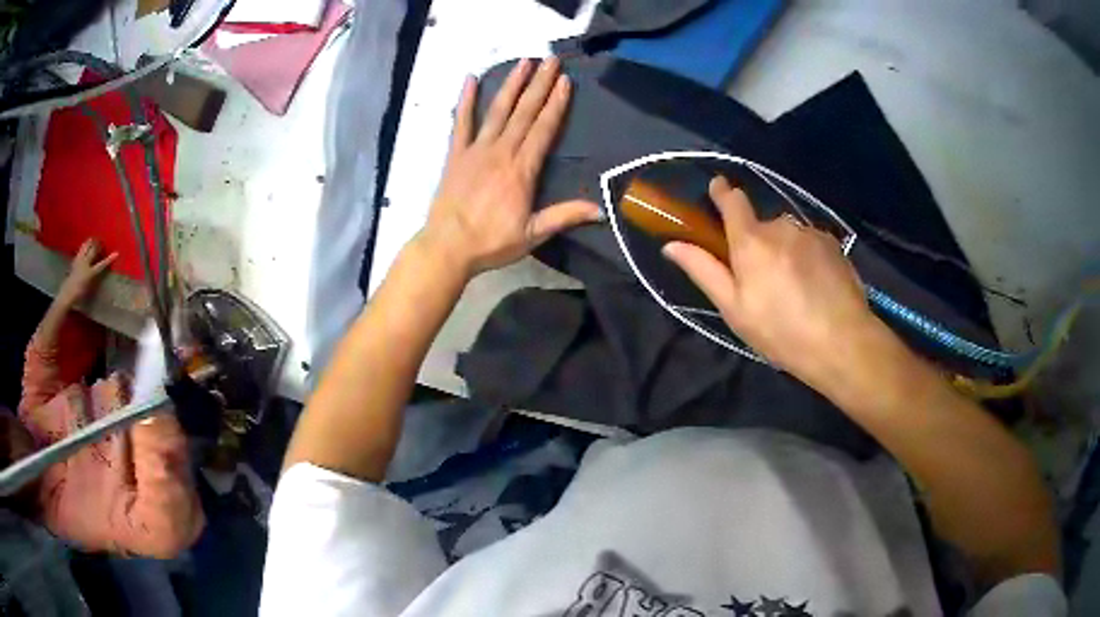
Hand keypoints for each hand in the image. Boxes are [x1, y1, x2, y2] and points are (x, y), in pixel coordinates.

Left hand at [57, 238, 116, 307]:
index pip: (102, 264)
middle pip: (93, 249)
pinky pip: (80, 250)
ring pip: (86, 246)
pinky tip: (84, 245)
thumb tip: (97, 271)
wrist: (67, 293)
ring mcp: (79, 260)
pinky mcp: (75, 260)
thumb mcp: (88, 288)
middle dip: (98, 244)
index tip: (116, 253)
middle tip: (101, 241)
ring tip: (93, 239)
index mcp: (90, 272)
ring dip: (90, 242)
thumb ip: (93, 278)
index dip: (109, 259)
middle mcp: (85, 263)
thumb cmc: (79, 294)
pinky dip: (83, 246)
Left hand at [421, 57, 599, 275]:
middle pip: (524, 112)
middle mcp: (501, 152)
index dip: (556, 104)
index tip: (565, 81)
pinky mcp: (455, 154)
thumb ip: (565, 216)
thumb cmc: (491, 242)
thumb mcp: (533, 234)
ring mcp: (476, 150)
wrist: (447, 247)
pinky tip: (471, 80)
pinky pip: (460, 122)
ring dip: (511, 84)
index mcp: (522, 170)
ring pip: (497, 110)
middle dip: (539, 84)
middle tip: (550, 60)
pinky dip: (465, 100)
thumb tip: (601, 210)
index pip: (544, 129)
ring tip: (523, 62)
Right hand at [663, 177, 886, 389]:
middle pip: (761, 225)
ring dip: (784, 251)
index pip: (732, 201)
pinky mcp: (833, 244)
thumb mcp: (735, 309)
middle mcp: (781, 226)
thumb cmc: (781, 331)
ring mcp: (810, 233)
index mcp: (751, 241)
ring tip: (793, 289)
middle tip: (763, 282)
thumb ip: (704, 271)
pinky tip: (814, 286)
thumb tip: (672, 245)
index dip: (722, 193)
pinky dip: (806, 257)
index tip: (718, 188)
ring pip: (788, 235)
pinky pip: (809, 242)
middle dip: (757, 244)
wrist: (842, 342)